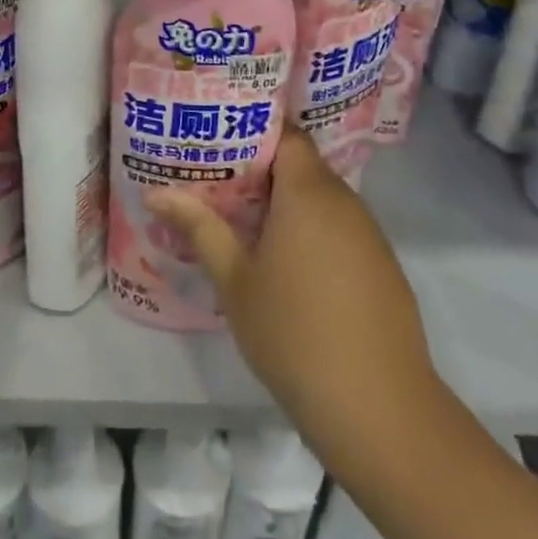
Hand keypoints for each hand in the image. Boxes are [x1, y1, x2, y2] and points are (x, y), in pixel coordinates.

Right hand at [147, 129, 446, 467]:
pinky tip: (288, 264)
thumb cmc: (293, 333)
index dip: (254, 131)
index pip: (287, 134)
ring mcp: (369, 234)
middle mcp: (345, 201)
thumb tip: (155, 192)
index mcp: (308, 192)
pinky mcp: (382, 266)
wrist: (377, 407)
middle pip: (302, 166)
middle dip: (262, 170)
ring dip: (288, 204)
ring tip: (244, 219)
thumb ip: (200, 228)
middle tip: (218, 182)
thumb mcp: (235, 280)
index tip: (219, 139)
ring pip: (322, 200)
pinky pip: (341, 229)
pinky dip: (313, 232)